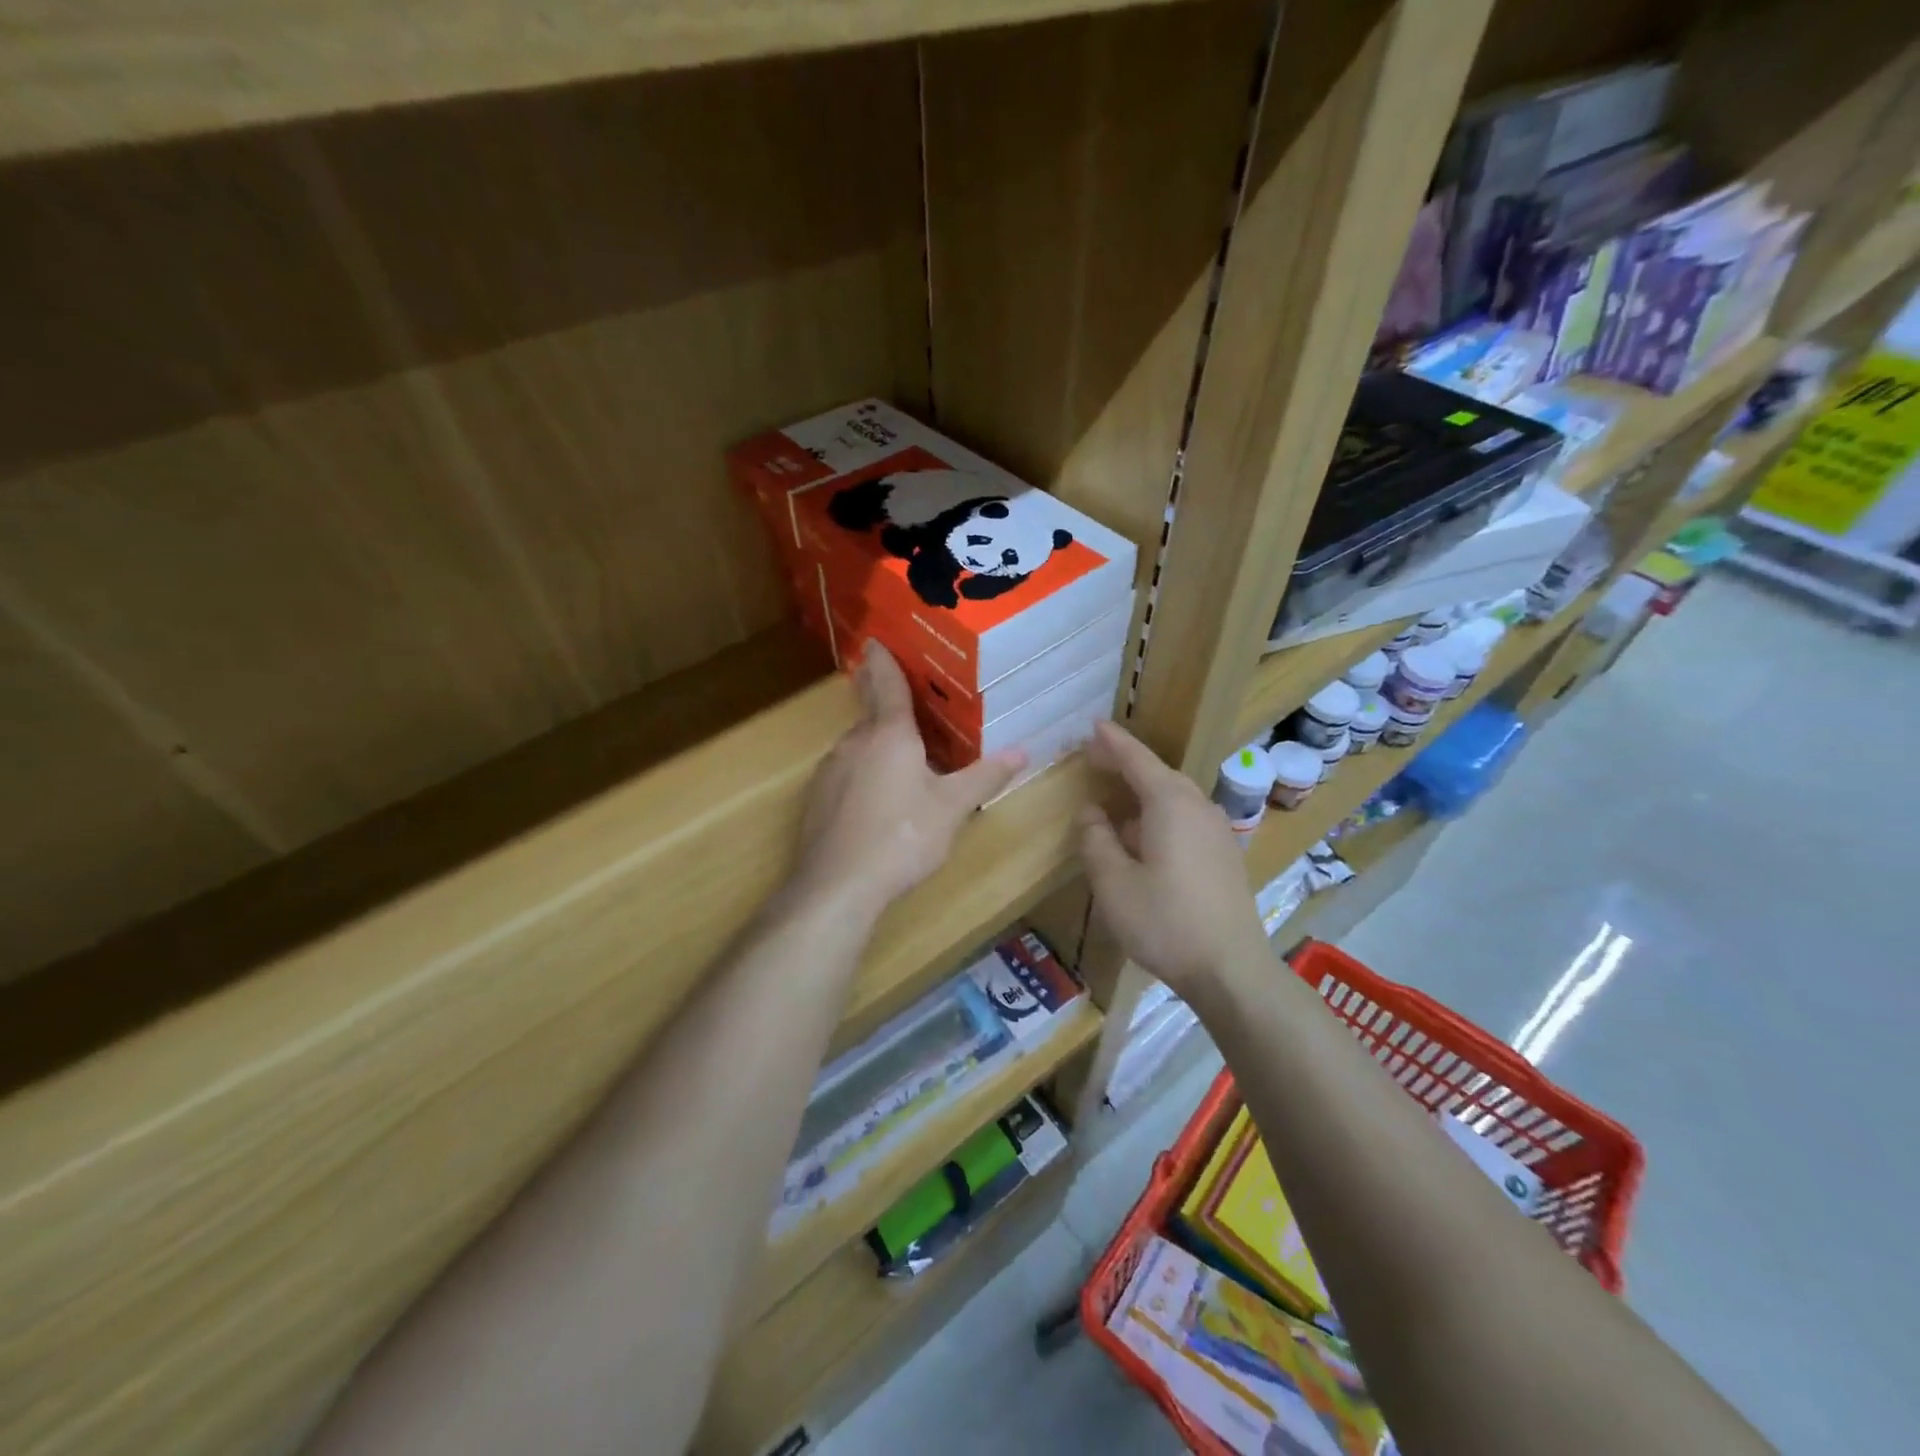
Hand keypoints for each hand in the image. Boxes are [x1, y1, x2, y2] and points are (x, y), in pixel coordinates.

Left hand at [789, 643, 1023, 918]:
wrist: (837, 886)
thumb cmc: (902, 837)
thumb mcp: (952, 808)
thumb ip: (984, 777)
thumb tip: (1023, 751)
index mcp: (889, 734)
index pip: (886, 683)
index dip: (884, 659)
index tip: (876, 639)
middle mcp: (854, 742)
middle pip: (872, 714)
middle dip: (887, 706)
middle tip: (909, 703)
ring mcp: (830, 770)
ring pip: (859, 746)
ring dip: (878, 745)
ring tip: (904, 760)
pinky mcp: (816, 798)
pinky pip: (846, 772)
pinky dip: (863, 772)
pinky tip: (877, 800)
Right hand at [1078, 721, 1269, 998]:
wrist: (1231, 969)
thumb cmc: (1165, 922)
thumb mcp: (1113, 883)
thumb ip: (1096, 840)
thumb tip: (1092, 813)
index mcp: (1171, 804)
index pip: (1137, 759)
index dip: (1112, 742)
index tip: (1092, 726)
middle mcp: (1199, 807)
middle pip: (1159, 774)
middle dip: (1127, 764)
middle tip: (1096, 759)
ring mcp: (1218, 831)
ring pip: (1175, 797)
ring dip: (1144, 791)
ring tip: (1115, 797)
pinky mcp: (1225, 855)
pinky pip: (1187, 817)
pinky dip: (1160, 813)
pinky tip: (1145, 836)